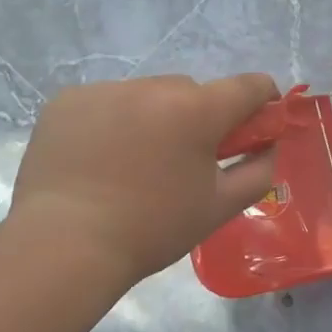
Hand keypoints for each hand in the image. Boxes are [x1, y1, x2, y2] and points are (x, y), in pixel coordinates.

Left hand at [12, 73, 281, 287]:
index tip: (257, 123)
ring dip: (153, 117)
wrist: (63, 246)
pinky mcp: (68, 100)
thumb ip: (258, 171)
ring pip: (147, 95)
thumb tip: (268, 146)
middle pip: (193, 91)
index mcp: (197, 110)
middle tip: (184, 158)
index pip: (249, 85)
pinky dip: (112, 121)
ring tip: (134, 162)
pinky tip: (99, 157)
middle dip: (199, 116)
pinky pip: (107, 102)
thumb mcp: (219, 207)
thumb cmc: (152, 229)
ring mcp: (106, 89)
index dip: (262, 101)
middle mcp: (154, 86)